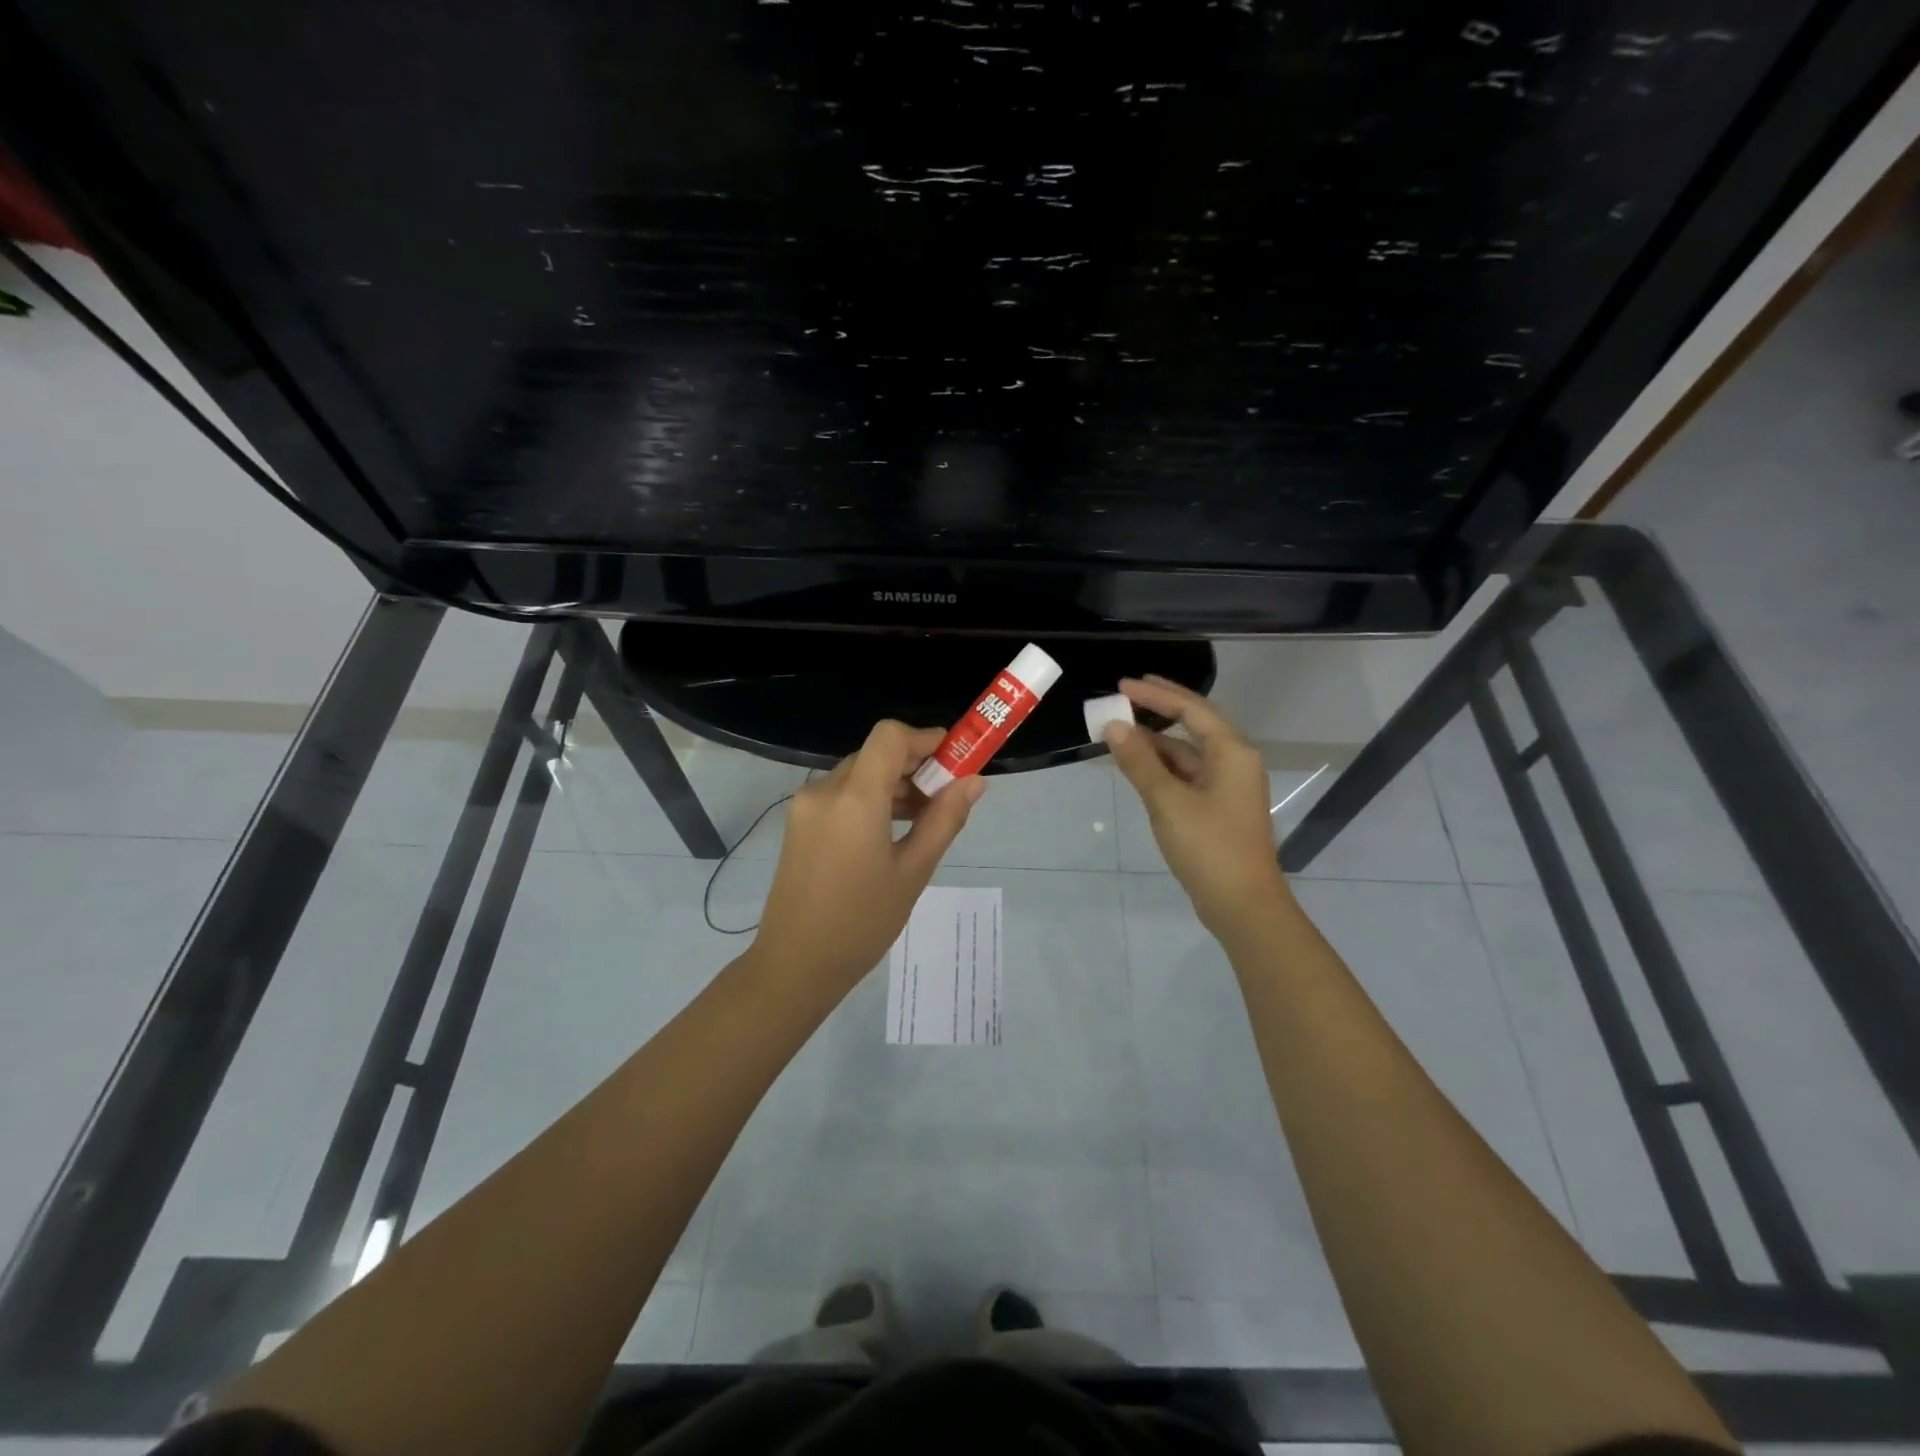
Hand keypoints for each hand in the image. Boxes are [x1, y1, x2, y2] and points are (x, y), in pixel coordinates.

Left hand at [752, 720, 986, 993]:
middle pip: (875, 754)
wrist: (795, 965)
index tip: (954, 759)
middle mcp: (824, 790)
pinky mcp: (799, 822)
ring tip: (923, 818)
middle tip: (946, 796)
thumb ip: (944, 819)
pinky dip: (870, 798)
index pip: (889, 736)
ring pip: (858, 773)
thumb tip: (974, 781)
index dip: (925, 738)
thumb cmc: (862, 922)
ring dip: (893, 783)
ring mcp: (806, 806)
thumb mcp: (913, 871)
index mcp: (854, 798)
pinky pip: (841, 794)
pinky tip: (891, 830)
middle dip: (914, 765)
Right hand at [1106, 676, 1292, 936]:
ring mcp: (1228, 788)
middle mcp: (1235, 763)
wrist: (1242, 905)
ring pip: (1189, 753)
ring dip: (1157, 742)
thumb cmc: (1209, 847)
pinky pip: (1187, 775)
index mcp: (1232, 753)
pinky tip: (1138, 768)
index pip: (1192, 709)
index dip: (1157, 695)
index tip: (1122, 686)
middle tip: (1125, 696)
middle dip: (1160, 710)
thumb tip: (1114, 726)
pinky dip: (1162, 768)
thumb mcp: (1168, 801)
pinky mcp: (1218, 809)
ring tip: (1120, 732)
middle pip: (1195, 725)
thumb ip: (1140, 762)